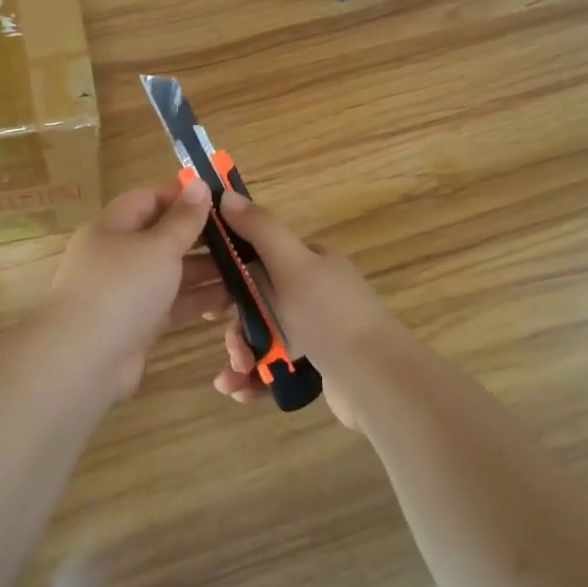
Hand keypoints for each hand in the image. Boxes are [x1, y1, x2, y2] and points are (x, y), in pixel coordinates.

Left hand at [44, 181, 223, 397]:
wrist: (85, 359)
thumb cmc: (122, 288)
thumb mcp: (158, 246)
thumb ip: (183, 219)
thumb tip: (199, 185)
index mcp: (112, 227)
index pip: (148, 200)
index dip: (182, 197)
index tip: (221, 200)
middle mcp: (117, 257)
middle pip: (162, 238)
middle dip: (200, 237)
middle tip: (243, 237)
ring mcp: (126, 293)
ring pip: (170, 274)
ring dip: (205, 271)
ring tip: (246, 268)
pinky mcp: (138, 325)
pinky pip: (172, 305)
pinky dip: (197, 300)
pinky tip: (230, 299)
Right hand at [209, 191, 400, 429]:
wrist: (377, 381)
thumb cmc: (330, 316)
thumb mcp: (292, 264)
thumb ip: (260, 230)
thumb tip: (226, 193)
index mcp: (312, 263)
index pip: (260, 259)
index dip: (231, 279)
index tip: (211, 304)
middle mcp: (315, 293)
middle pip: (257, 305)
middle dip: (237, 331)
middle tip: (234, 352)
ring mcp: (318, 331)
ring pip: (264, 338)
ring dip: (241, 359)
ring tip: (233, 381)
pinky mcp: (319, 366)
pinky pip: (276, 367)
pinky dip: (256, 379)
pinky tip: (241, 393)